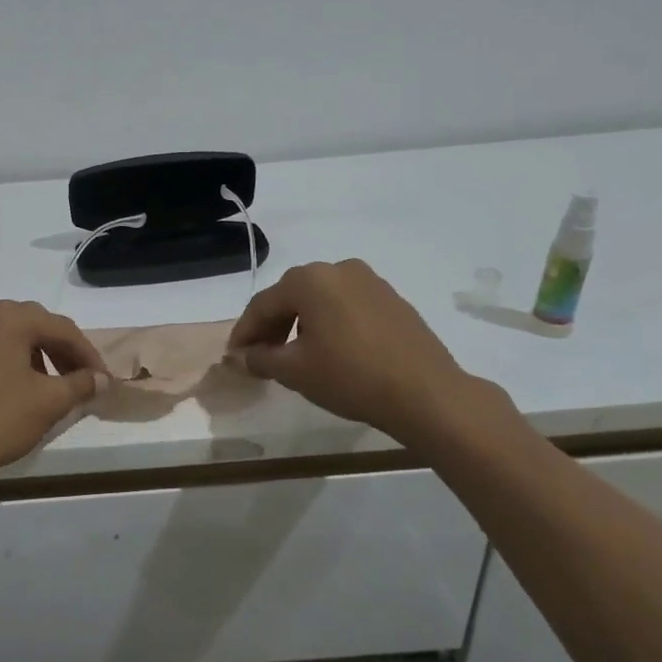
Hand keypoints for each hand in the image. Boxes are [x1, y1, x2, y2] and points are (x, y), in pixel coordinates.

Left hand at [0, 301, 108, 498]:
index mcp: (10, 318)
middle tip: (83, 380)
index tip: (104, 380)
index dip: (88, 355)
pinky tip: (22, 388)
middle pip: (37, 325)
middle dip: (64, 351)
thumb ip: (81, 384)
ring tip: (54, 386)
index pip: (62, 329)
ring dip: (39, 355)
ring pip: (14, 336)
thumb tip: (103, 379)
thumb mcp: (48, 402)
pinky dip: (14, 361)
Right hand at [226, 260, 483, 441]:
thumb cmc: (350, 377)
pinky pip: (347, 305)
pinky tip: (331, 349)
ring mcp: (370, 281)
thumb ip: (260, 358)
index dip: (245, 331)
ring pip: (321, 299)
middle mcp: (338, 269)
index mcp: (309, 280)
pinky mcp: (392, 298)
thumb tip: (242, 355)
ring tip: (295, 354)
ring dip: (301, 322)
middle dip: (272, 325)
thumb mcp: (295, 371)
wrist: (426, 393)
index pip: (263, 304)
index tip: (235, 355)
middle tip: (261, 355)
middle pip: (292, 296)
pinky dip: (330, 322)